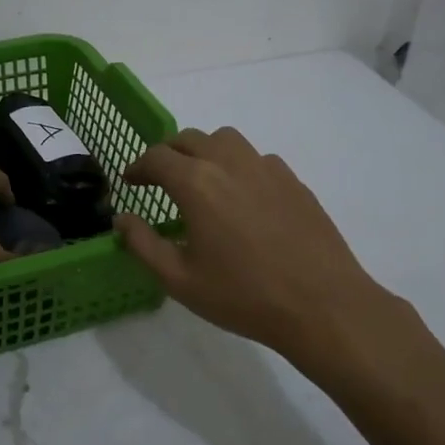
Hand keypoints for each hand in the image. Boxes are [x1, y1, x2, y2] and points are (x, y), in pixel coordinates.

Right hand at [116, 128, 414, 378]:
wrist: (322, 305)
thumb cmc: (243, 296)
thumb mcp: (179, 280)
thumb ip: (142, 244)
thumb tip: (122, 219)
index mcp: (196, 183)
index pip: (157, 157)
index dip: (138, 166)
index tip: (130, 181)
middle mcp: (230, 163)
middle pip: (190, 139)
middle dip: (168, 154)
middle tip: (160, 179)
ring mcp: (266, 168)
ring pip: (226, 140)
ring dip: (204, 151)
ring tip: (201, 180)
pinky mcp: (293, 181)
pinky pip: (257, 158)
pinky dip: (238, 166)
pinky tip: (242, 197)